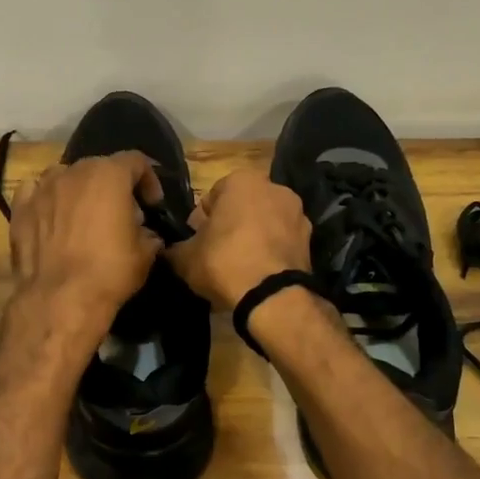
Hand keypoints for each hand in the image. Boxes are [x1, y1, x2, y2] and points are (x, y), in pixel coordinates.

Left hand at [9, 151, 162, 334]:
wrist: (59, 298)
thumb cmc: (109, 271)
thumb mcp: (145, 254)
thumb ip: (148, 234)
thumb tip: (145, 233)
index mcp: (109, 174)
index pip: (135, 161)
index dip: (149, 180)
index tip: (152, 205)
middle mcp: (74, 171)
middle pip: (99, 167)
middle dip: (113, 186)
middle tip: (120, 214)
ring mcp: (43, 188)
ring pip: (65, 176)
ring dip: (78, 190)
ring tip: (83, 216)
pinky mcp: (20, 208)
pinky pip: (35, 192)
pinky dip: (46, 200)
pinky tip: (52, 217)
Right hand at [166, 168, 311, 312]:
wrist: (272, 297)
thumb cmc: (224, 262)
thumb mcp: (185, 257)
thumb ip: (175, 248)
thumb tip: (169, 250)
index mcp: (242, 181)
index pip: (213, 195)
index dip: (202, 219)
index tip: (198, 240)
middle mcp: (274, 188)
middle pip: (243, 205)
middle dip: (231, 224)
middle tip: (217, 251)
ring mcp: (297, 213)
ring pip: (265, 222)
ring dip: (254, 236)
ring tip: (240, 264)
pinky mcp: (310, 239)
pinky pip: (282, 240)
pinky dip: (272, 250)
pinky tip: (260, 272)